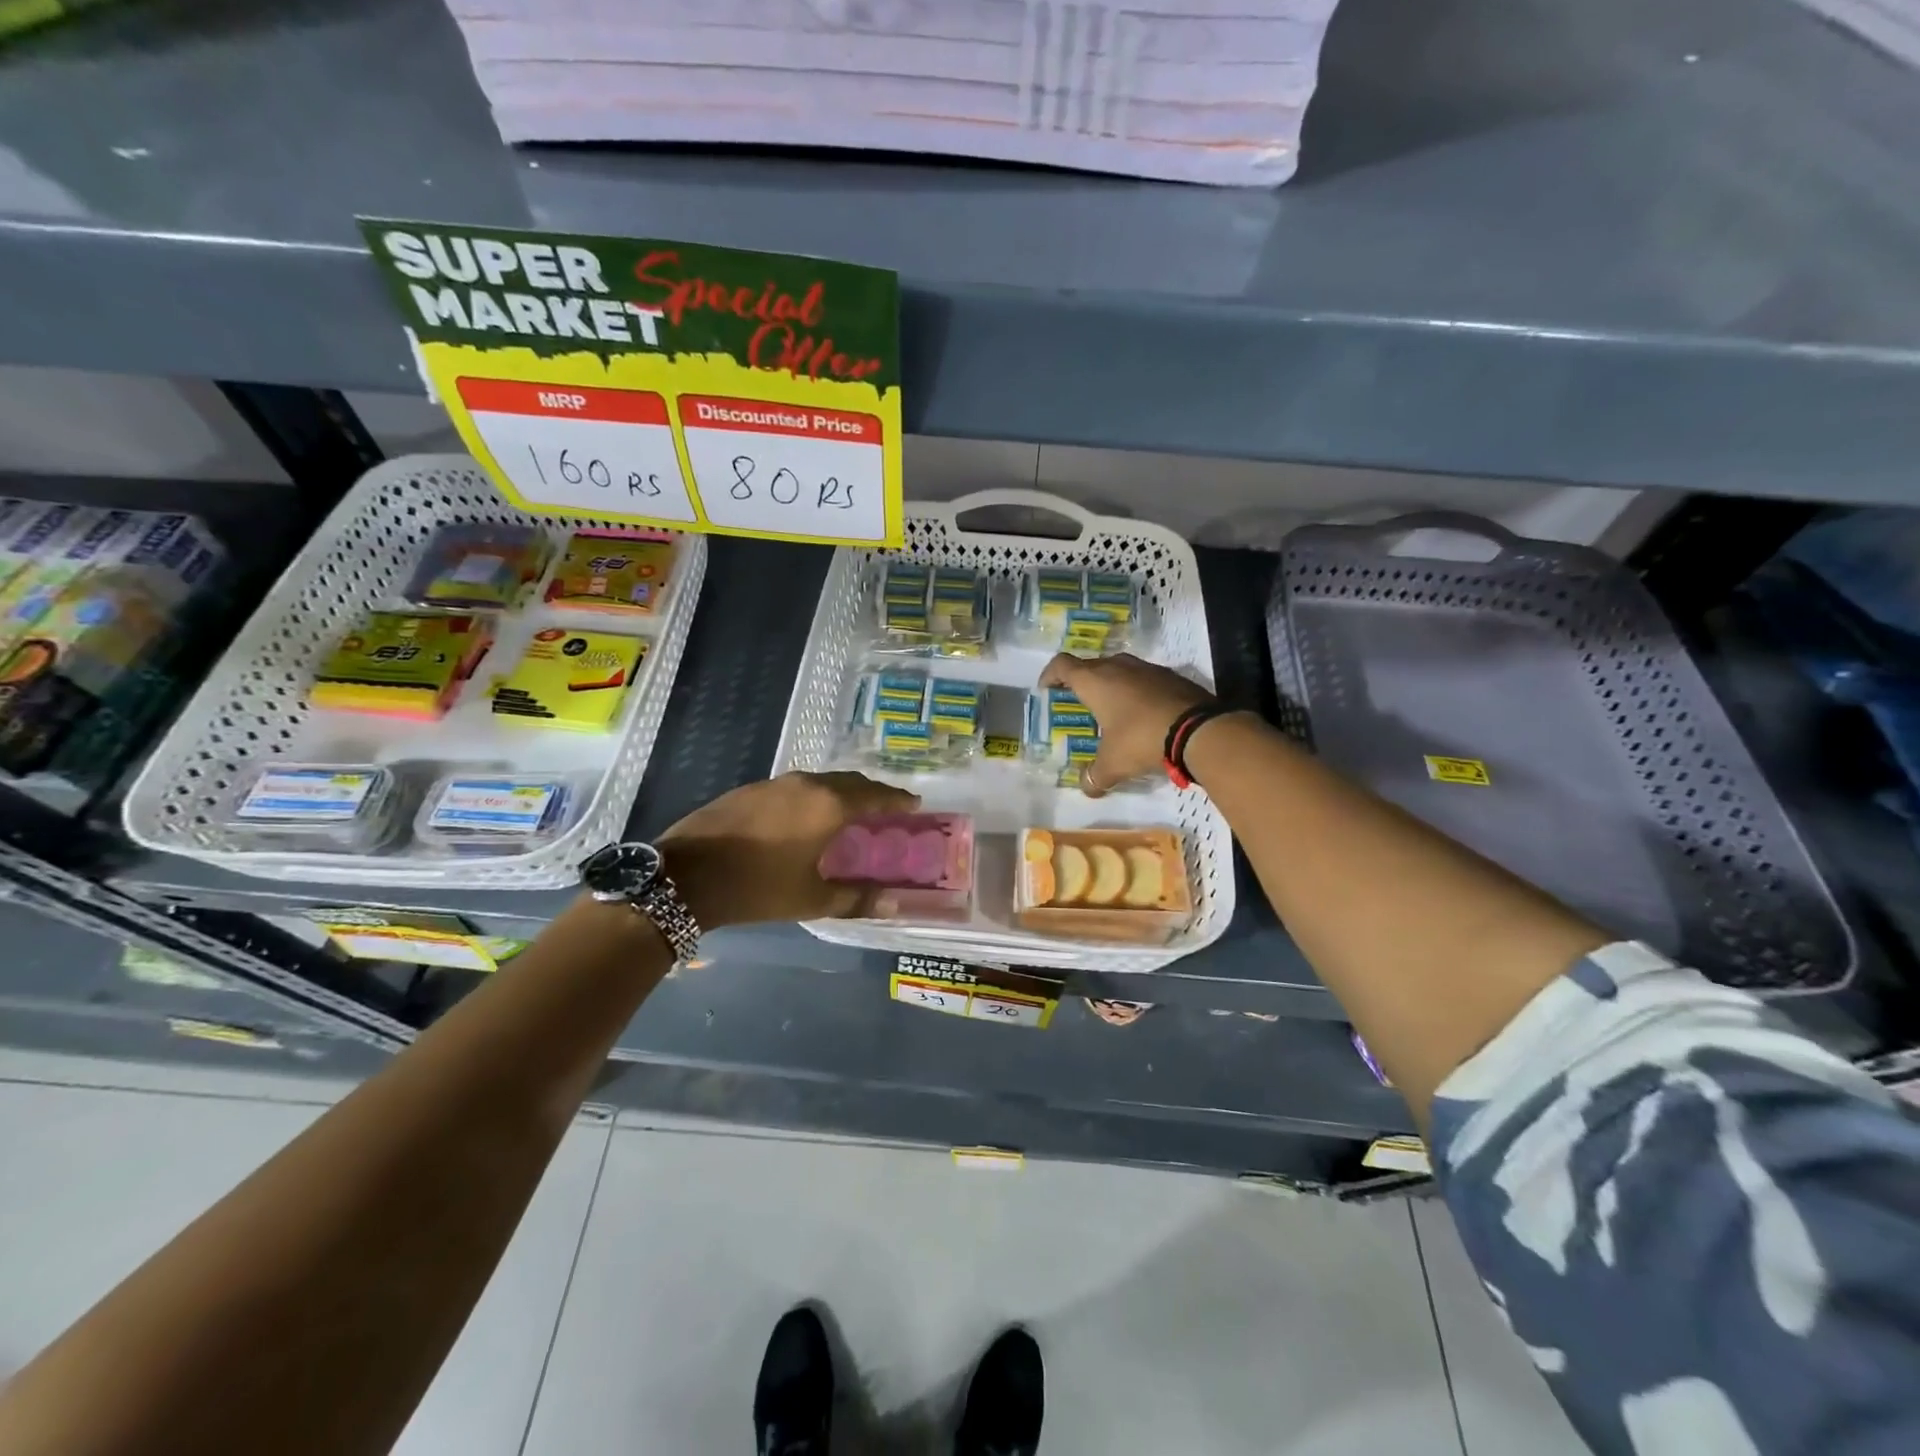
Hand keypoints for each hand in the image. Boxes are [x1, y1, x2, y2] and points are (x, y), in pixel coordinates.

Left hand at [656, 771, 918, 926]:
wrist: (686, 875)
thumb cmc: (758, 887)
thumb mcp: (812, 899)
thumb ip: (857, 898)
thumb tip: (896, 904)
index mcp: (829, 805)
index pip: (875, 796)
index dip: (897, 800)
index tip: (914, 803)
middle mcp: (807, 784)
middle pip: (850, 781)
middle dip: (872, 793)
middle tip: (886, 809)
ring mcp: (775, 783)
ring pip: (821, 781)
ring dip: (841, 792)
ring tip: (850, 812)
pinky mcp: (751, 789)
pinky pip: (796, 787)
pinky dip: (814, 796)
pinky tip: (807, 816)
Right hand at [1039, 652, 1211, 797]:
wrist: (1199, 729)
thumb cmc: (1141, 739)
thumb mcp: (1113, 763)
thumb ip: (1095, 776)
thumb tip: (1087, 789)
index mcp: (1095, 680)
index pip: (1062, 665)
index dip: (1050, 675)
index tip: (1046, 689)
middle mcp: (1118, 666)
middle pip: (1091, 665)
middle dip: (1081, 683)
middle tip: (1079, 704)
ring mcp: (1147, 668)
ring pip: (1119, 670)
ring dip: (1111, 685)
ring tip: (1111, 710)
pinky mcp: (1171, 676)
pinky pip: (1144, 679)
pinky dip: (1136, 692)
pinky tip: (1142, 714)